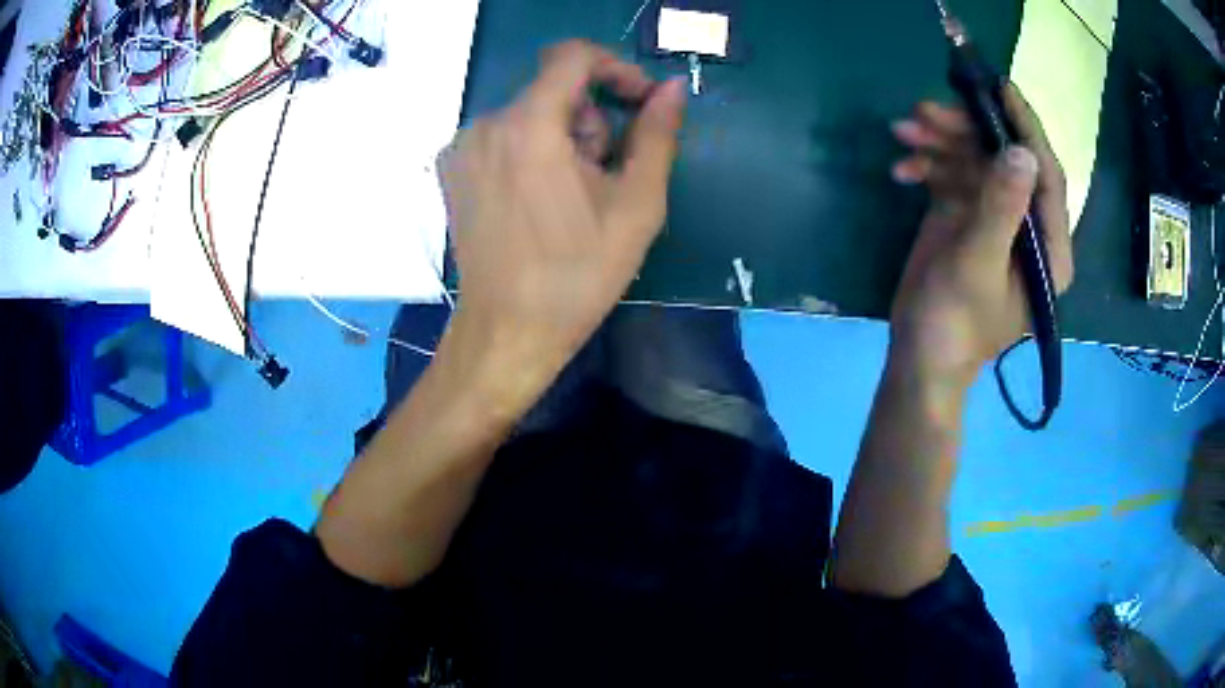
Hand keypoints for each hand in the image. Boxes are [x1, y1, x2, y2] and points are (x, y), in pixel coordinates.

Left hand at [438, 40, 687, 402]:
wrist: (507, 329)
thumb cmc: (577, 274)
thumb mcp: (636, 205)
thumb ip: (657, 135)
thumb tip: (671, 90)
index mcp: (529, 125)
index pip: (573, 55)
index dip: (615, 67)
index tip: (639, 101)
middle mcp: (485, 124)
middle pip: (553, 89)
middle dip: (591, 118)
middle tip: (606, 173)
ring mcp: (461, 147)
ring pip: (529, 112)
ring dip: (563, 136)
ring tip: (574, 194)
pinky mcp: (452, 169)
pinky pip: (503, 135)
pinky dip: (531, 149)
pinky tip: (540, 198)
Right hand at [887, 85, 1073, 385]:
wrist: (919, 356)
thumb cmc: (955, 324)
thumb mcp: (978, 266)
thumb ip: (1002, 209)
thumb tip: (1022, 152)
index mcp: (1047, 247)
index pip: (1047, 177)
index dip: (1027, 129)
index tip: (1001, 88)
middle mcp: (1026, 226)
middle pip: (1005, 159)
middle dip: (968, 130)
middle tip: (926, 111)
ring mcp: (994, 218)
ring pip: (975, 160)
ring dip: (940, 141)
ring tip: (904, 130)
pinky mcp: (965, 216)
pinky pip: (952, 174)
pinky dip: (927, 165)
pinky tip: (902, 169)